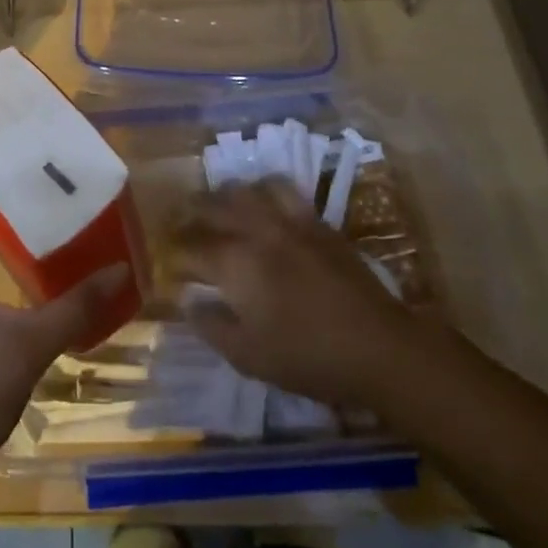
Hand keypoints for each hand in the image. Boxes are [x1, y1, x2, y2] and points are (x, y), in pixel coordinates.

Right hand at [174, 181, 424, 410]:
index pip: (189, 249)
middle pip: (211, 206)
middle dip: (190, 213)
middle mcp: (255, 229)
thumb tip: (187, 300)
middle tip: (181, 223)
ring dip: (224, 195)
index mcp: (234, 263)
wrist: (379, 346)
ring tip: (218, 206)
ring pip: (244, 189)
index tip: (168, 264)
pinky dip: (263, 190)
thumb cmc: (309, 358)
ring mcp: (287, 219)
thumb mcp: (250, 357)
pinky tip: (264, 204)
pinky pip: (281, 190)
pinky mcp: (315, 219)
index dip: (174, 255)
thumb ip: (212, 325)